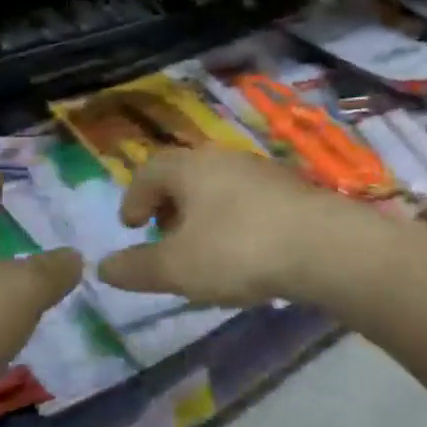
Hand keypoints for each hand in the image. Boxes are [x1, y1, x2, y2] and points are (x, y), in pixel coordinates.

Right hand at [97, 149, 361, 307]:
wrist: (322, 245)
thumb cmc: (238, 250)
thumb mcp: (177, 268)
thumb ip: (137, 268)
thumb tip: (104, 268)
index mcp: (192, 166)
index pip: (150, 171)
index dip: (134, 198)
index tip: (131, 227)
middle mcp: (227, 159)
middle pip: (187, 175)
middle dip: (169, 206)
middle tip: (164, 237)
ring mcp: (264, 172)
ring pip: (221, 188)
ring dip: (204, 215)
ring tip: (204, 251)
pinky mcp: (293, 190)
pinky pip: (250, 201)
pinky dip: (235, 221)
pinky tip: (245, 253)